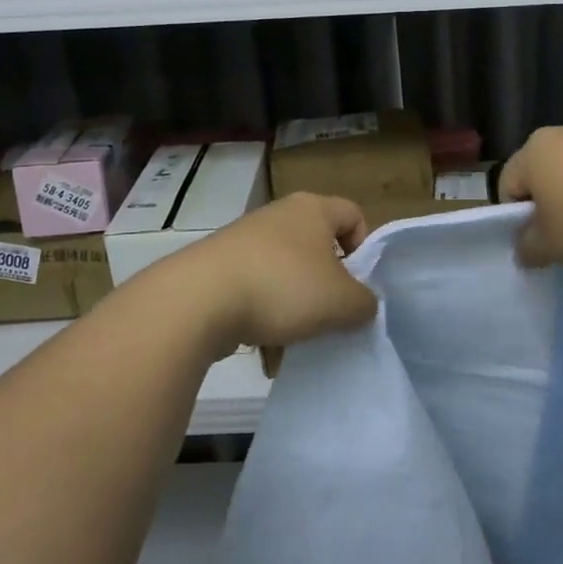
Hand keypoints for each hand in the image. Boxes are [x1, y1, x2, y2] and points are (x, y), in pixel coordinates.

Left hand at [177, 192, 375, 355]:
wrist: (197, 301)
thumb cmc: (282, 287)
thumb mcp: (342, 302)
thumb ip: (365, 303)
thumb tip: (362, 304)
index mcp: (312, 210)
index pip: (354, 215)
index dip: (364, 248)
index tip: (359, 284)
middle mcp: (279, 217)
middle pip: (318, 250)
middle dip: (327, 288)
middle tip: (332, 317)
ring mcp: (245, 242)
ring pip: (286, 277)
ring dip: (296, 312)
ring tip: (295, 345)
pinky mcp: (218, 269)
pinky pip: (256, 294)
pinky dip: (264, 321)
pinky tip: (266, 354)